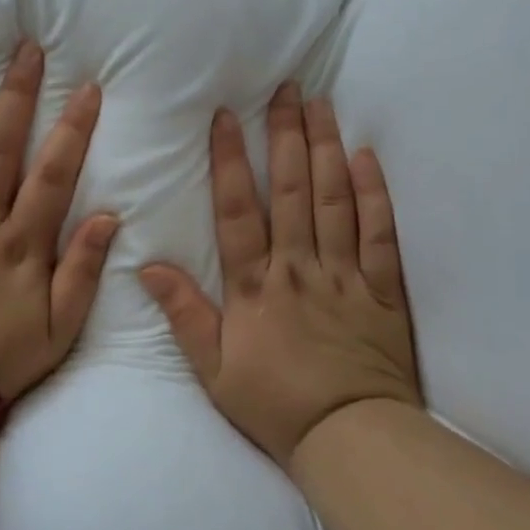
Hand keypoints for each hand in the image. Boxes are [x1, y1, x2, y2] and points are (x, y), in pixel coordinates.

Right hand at [139, 84, 420, 469]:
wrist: (349, 439)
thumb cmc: (275, 405)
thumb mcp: (214, 370)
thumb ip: (184, 314)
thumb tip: (147, 265)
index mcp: (255, 287)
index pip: (237, 211)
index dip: (229, 160)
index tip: (227, 117)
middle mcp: (299, 268)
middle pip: (290, 190)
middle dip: (286, 135)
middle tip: (287, 89)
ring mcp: (344, 274)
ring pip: (333, 199)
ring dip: (326, 149)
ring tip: (322, 106)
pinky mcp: (381, 288)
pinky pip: (379, 233)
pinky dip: (374, 193)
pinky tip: (366, 157)